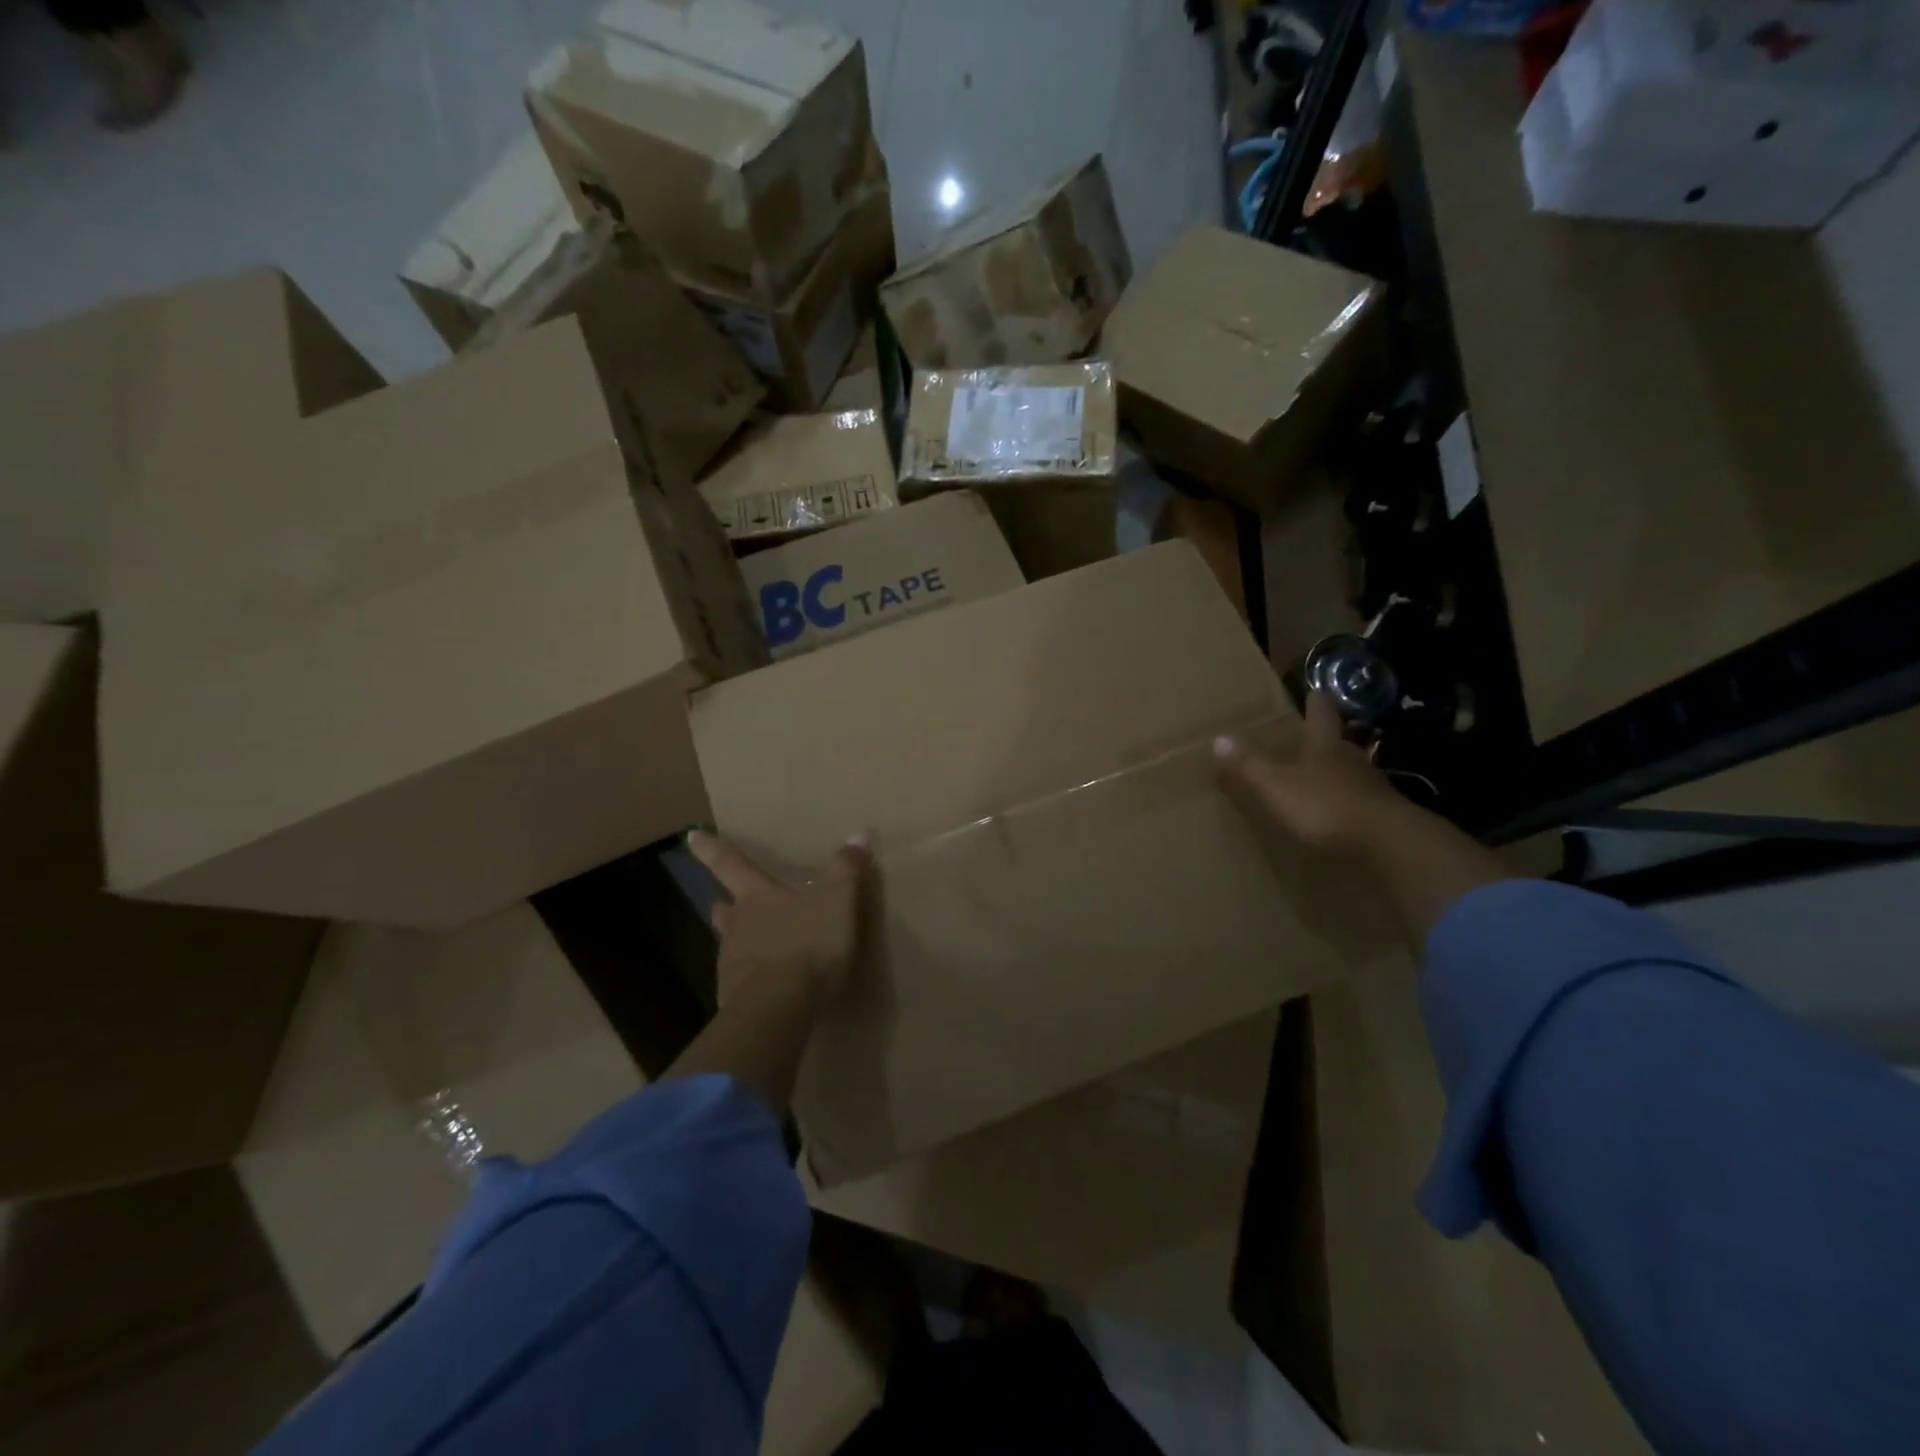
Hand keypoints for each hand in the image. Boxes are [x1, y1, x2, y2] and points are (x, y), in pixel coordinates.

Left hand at [687, 830, 874, 1007]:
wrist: (777, 1009)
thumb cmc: (806, 944)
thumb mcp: (837, 902)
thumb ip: (846, 870)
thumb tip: (859, 835)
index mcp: (756, 897)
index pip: (729, 863)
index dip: (710, 848)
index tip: (691, 836)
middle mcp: (737, 925)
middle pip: (725, 909)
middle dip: (726, 903)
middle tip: (726, 900)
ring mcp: (732, 964)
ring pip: (730, 945)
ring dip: (739, 941)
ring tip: (755, 945)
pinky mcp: (734, 999)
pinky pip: (741, 981)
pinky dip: (751, 977)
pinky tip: (767, 985)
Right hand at [1213, 691, 1406, 859]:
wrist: (1387, 843)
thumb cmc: (1325, 805)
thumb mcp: (1277, 786)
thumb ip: (1250, 765)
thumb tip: (1219, 738)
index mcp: (1325, 746)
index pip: (1321, 715)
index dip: (1315, 703)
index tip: (1314, 692)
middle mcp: (1352, 760)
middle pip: (1338, 743)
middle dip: (1325, 741)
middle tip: (1310, 741)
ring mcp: (1372, 787)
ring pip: (1351, 772)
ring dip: (1337, 774)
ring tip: (1320, 779)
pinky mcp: (1384, 815)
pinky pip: (1361, 802)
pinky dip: (1348, 803)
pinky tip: (1339, 814)